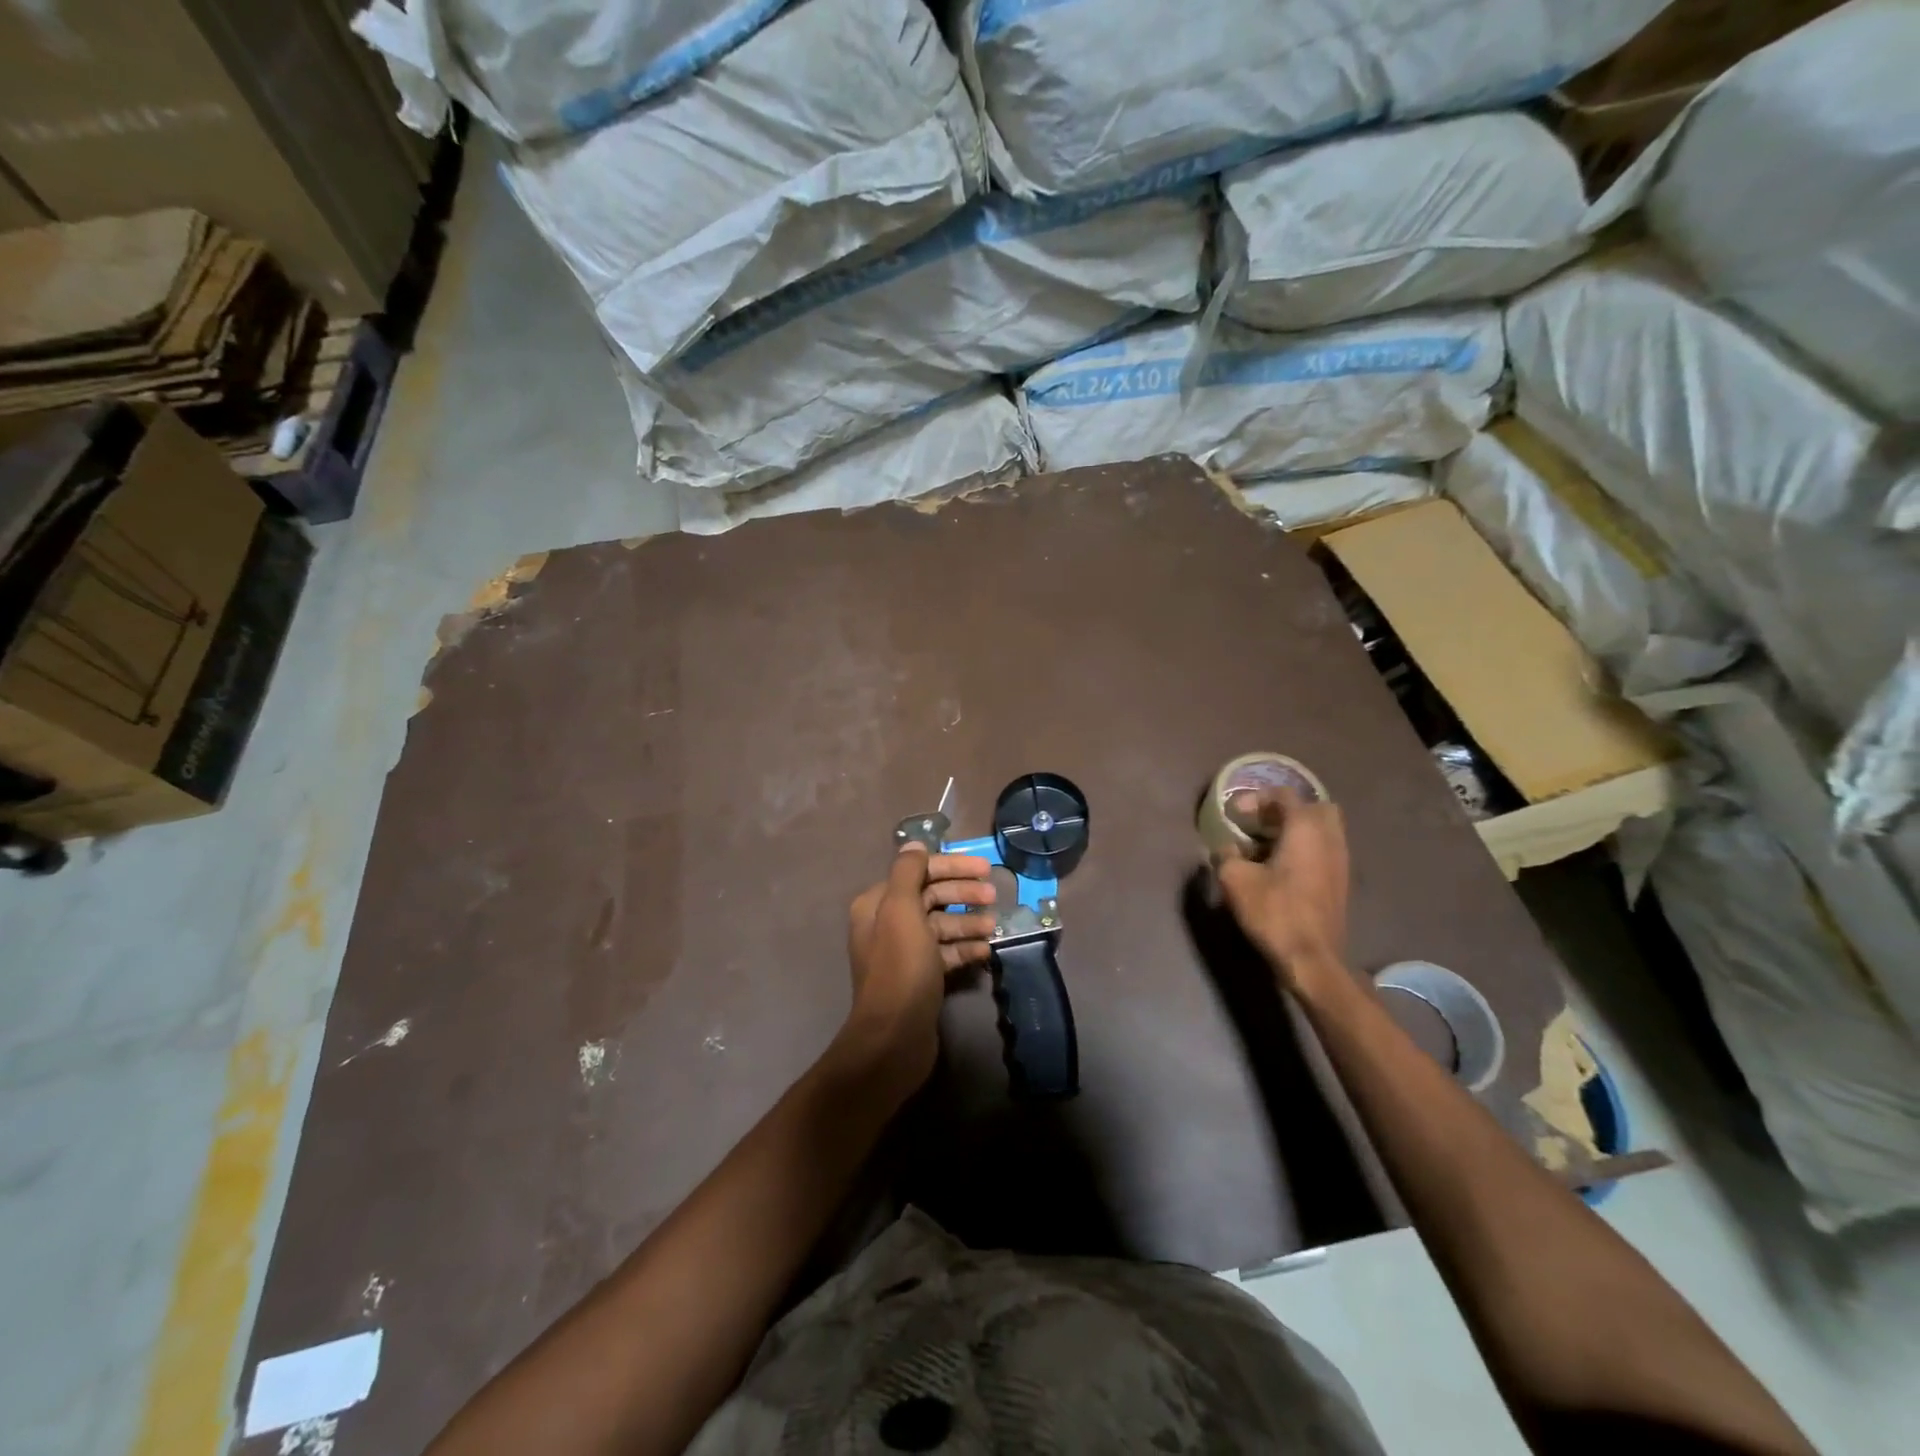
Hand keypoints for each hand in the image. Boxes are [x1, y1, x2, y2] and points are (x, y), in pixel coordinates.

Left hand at [838, 845, 995, 1094]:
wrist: (894, 1037)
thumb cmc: (900, 968)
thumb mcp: (902, 911)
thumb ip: (908, 872)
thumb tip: (915, 844)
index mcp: (878, 904)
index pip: (918, 871)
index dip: (952, 867)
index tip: (984, 869)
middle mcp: (887, 924)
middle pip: (931, 897)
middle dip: (963, 894)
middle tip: (994, 897)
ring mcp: (904, 952)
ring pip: (941, 925)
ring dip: (968, 922)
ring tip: (993, 927)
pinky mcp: (920, 977)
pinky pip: (945, 953)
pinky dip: (964, 949)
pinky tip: (986, 951)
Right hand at [1215, 787, 1348, 994]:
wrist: (1311, 958)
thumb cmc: (1274, 911)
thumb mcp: (1235, 879)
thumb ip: (1226, 854)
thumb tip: (1224, 847)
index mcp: (1305, 829)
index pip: (1284, 795)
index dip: (1256, 798)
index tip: (1234, 815)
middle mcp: (1329, 838)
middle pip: (1313, 807)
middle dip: (1284, 810)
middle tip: (1259, 824)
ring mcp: (1340, 861)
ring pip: (1322, 830)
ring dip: (1295, 831)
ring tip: (1266, 847)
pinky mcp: (1340, 882)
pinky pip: (1324, 850)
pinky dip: (1304, 849)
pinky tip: (1280, 868)